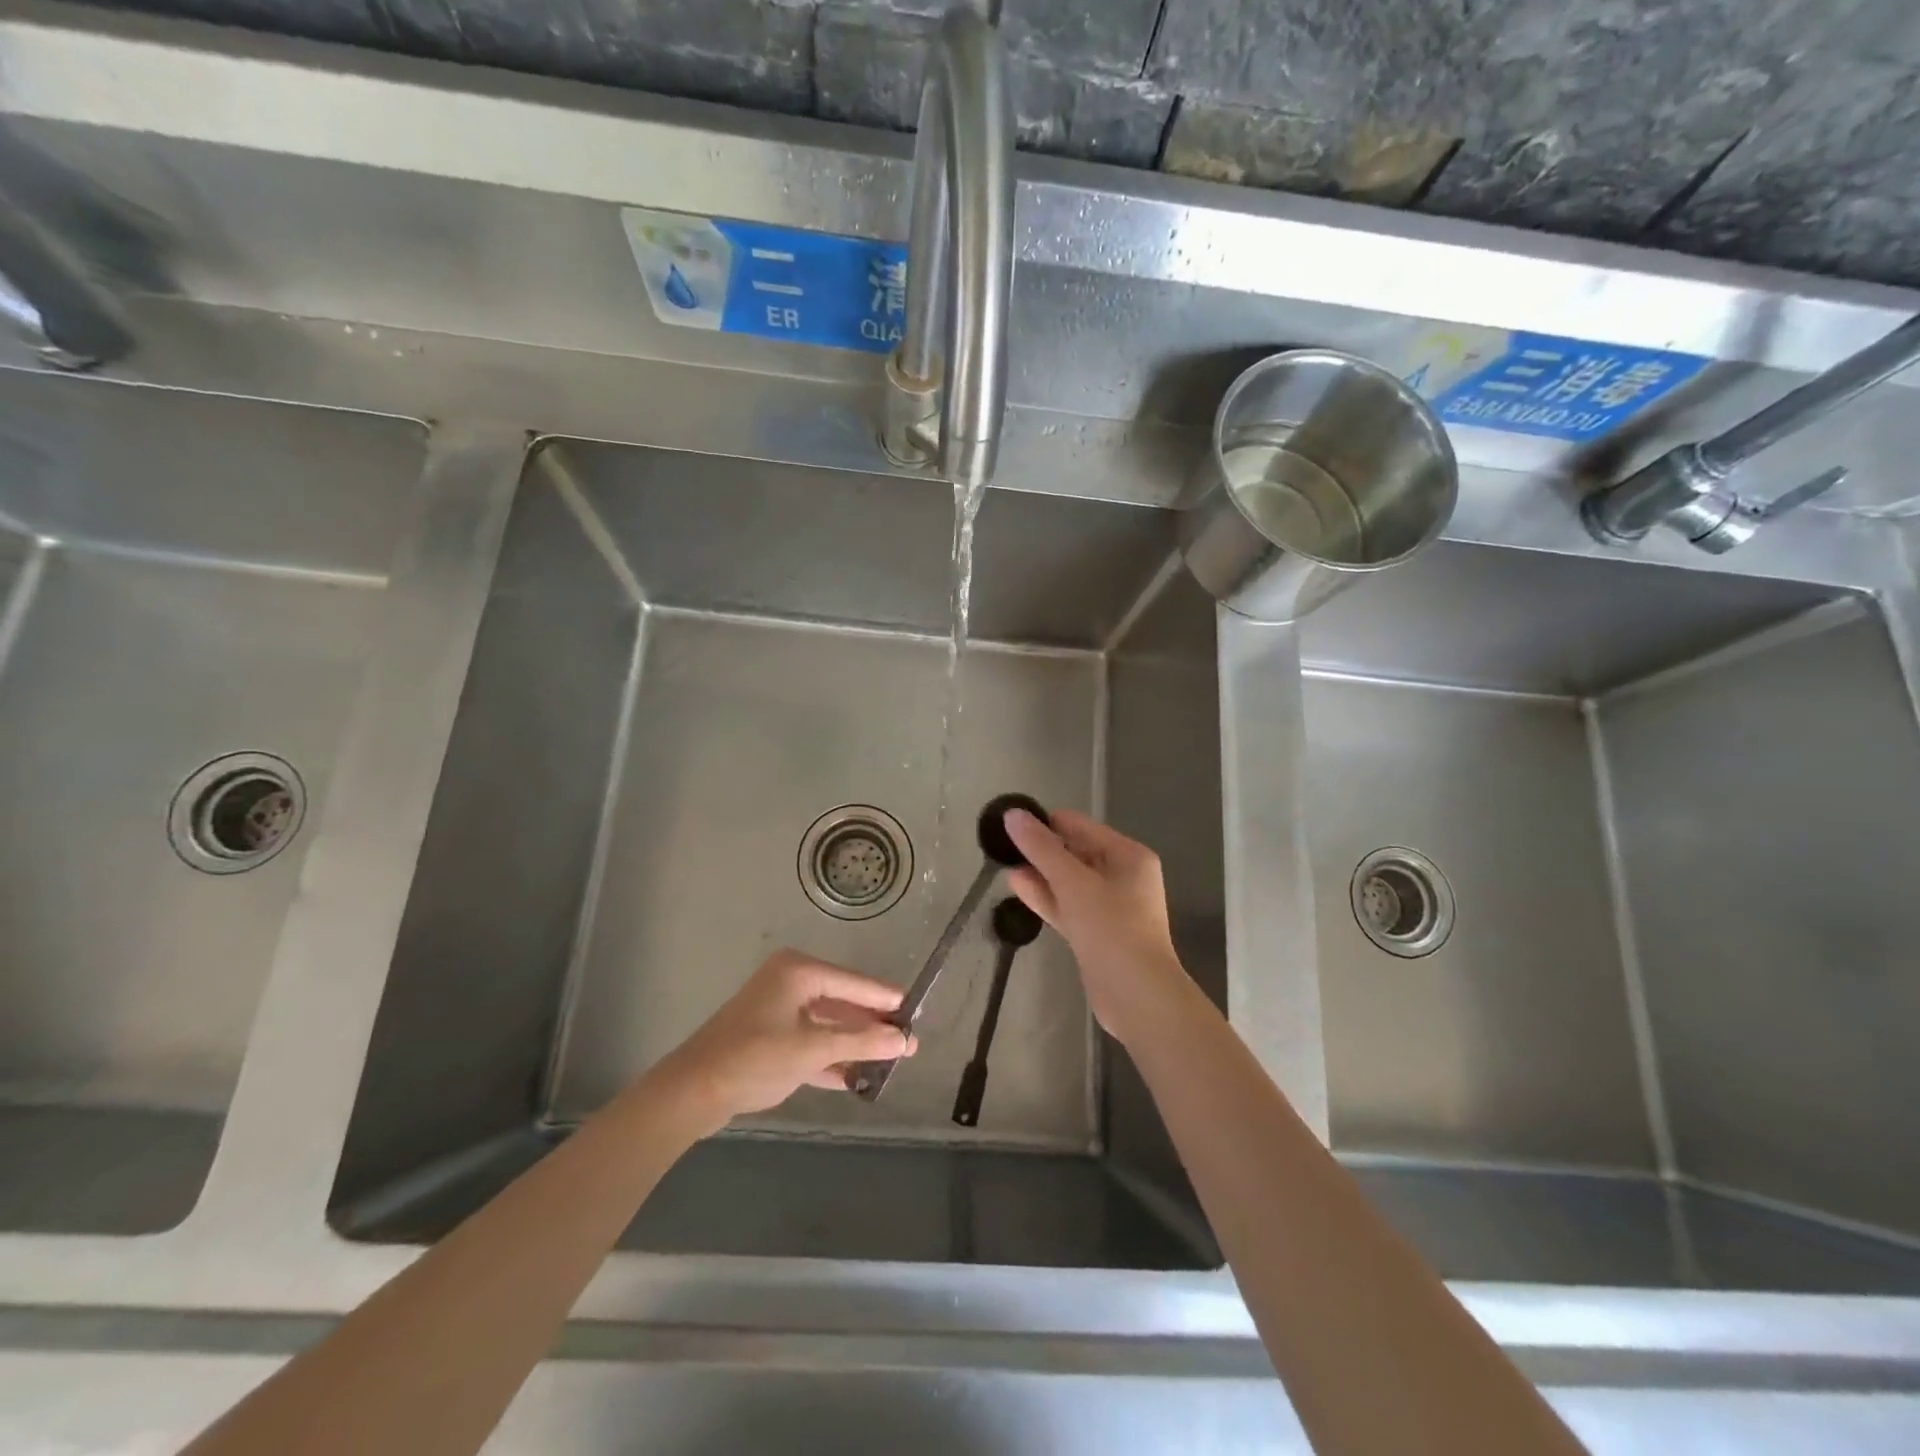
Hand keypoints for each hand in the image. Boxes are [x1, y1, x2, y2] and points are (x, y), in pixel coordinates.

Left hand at [654, 950, 916, 1126]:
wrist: (692, 1091)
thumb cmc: (755, 1058)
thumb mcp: (813, 1049)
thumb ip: (861, 1042)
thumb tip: (904, 1040)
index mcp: (799, 971)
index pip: (854, 982)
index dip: (884, 998)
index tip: (916, 1009)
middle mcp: (790, 982)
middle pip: (842, 1002)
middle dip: (871, 1025)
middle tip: (907, 1042)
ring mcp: (778, 1009)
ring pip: (827, 1024)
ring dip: (853, 1044)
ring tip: (890, 1061)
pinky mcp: (769, 1037)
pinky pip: (810, 1041)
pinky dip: (830, 1057)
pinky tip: (855, 1078)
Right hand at [1003, 808, 1188, 1044]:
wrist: (1137, 996)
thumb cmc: (1111, 927)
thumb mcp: (1073, 882)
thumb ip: (1041, 848)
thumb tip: (1013, 815)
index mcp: (1128, 856)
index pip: (1081, 827)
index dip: (1047, 823)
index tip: (1012, 822)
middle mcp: (1123, 877)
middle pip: (1076, 853)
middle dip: (1042, 850)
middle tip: (1003, 844)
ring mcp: (1110, 908)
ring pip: (1069, 882)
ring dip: (1040, 873)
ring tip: (1004, 862)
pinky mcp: (1096, 933)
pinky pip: (1068, 906)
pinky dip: (1046, 896)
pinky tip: (1016, 886)